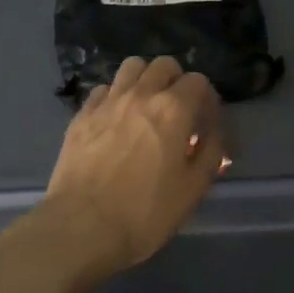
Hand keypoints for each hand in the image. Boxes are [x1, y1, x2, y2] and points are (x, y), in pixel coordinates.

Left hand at [37, 56, 226, 275]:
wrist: (81, 227)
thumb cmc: (145, 212)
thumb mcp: (193, 189)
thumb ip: (210, 153)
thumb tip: (212, 134)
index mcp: (173, 109)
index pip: (199, 81)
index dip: (207, 100)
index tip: (205, 125)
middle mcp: (141, 94)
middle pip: (164, 65)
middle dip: (177, 82)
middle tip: (178, 112)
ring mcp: (107, 101)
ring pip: (131, 67)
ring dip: (145, 80)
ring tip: (146, 108)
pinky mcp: (81, 114)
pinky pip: (103, 89)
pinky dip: (115, 97)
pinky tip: (116, 121)